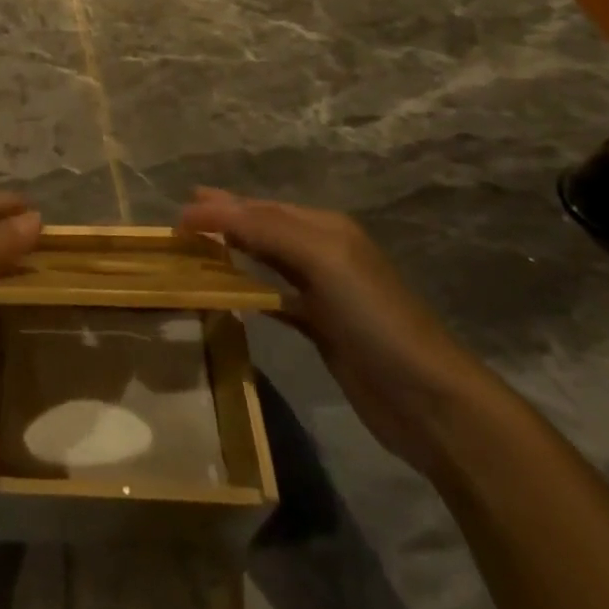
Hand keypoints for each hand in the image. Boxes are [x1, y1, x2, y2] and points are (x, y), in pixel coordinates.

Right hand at [179, 188, 500, 477]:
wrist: (429, 400)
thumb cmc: (374, 317)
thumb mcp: (321, 258)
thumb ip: (264, 229)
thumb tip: (205, 209)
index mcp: (325, 228)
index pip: (261, 208)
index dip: (221, 208)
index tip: (178, 215)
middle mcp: (323, 253)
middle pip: (263, 228)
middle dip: (225, 220)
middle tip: (183, 218)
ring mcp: (323, 293)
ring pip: (266, 260)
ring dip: (233, 251)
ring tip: (198, 248)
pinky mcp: (321, 330)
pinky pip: (274, 298)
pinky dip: (249, 289)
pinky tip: (230, 294)